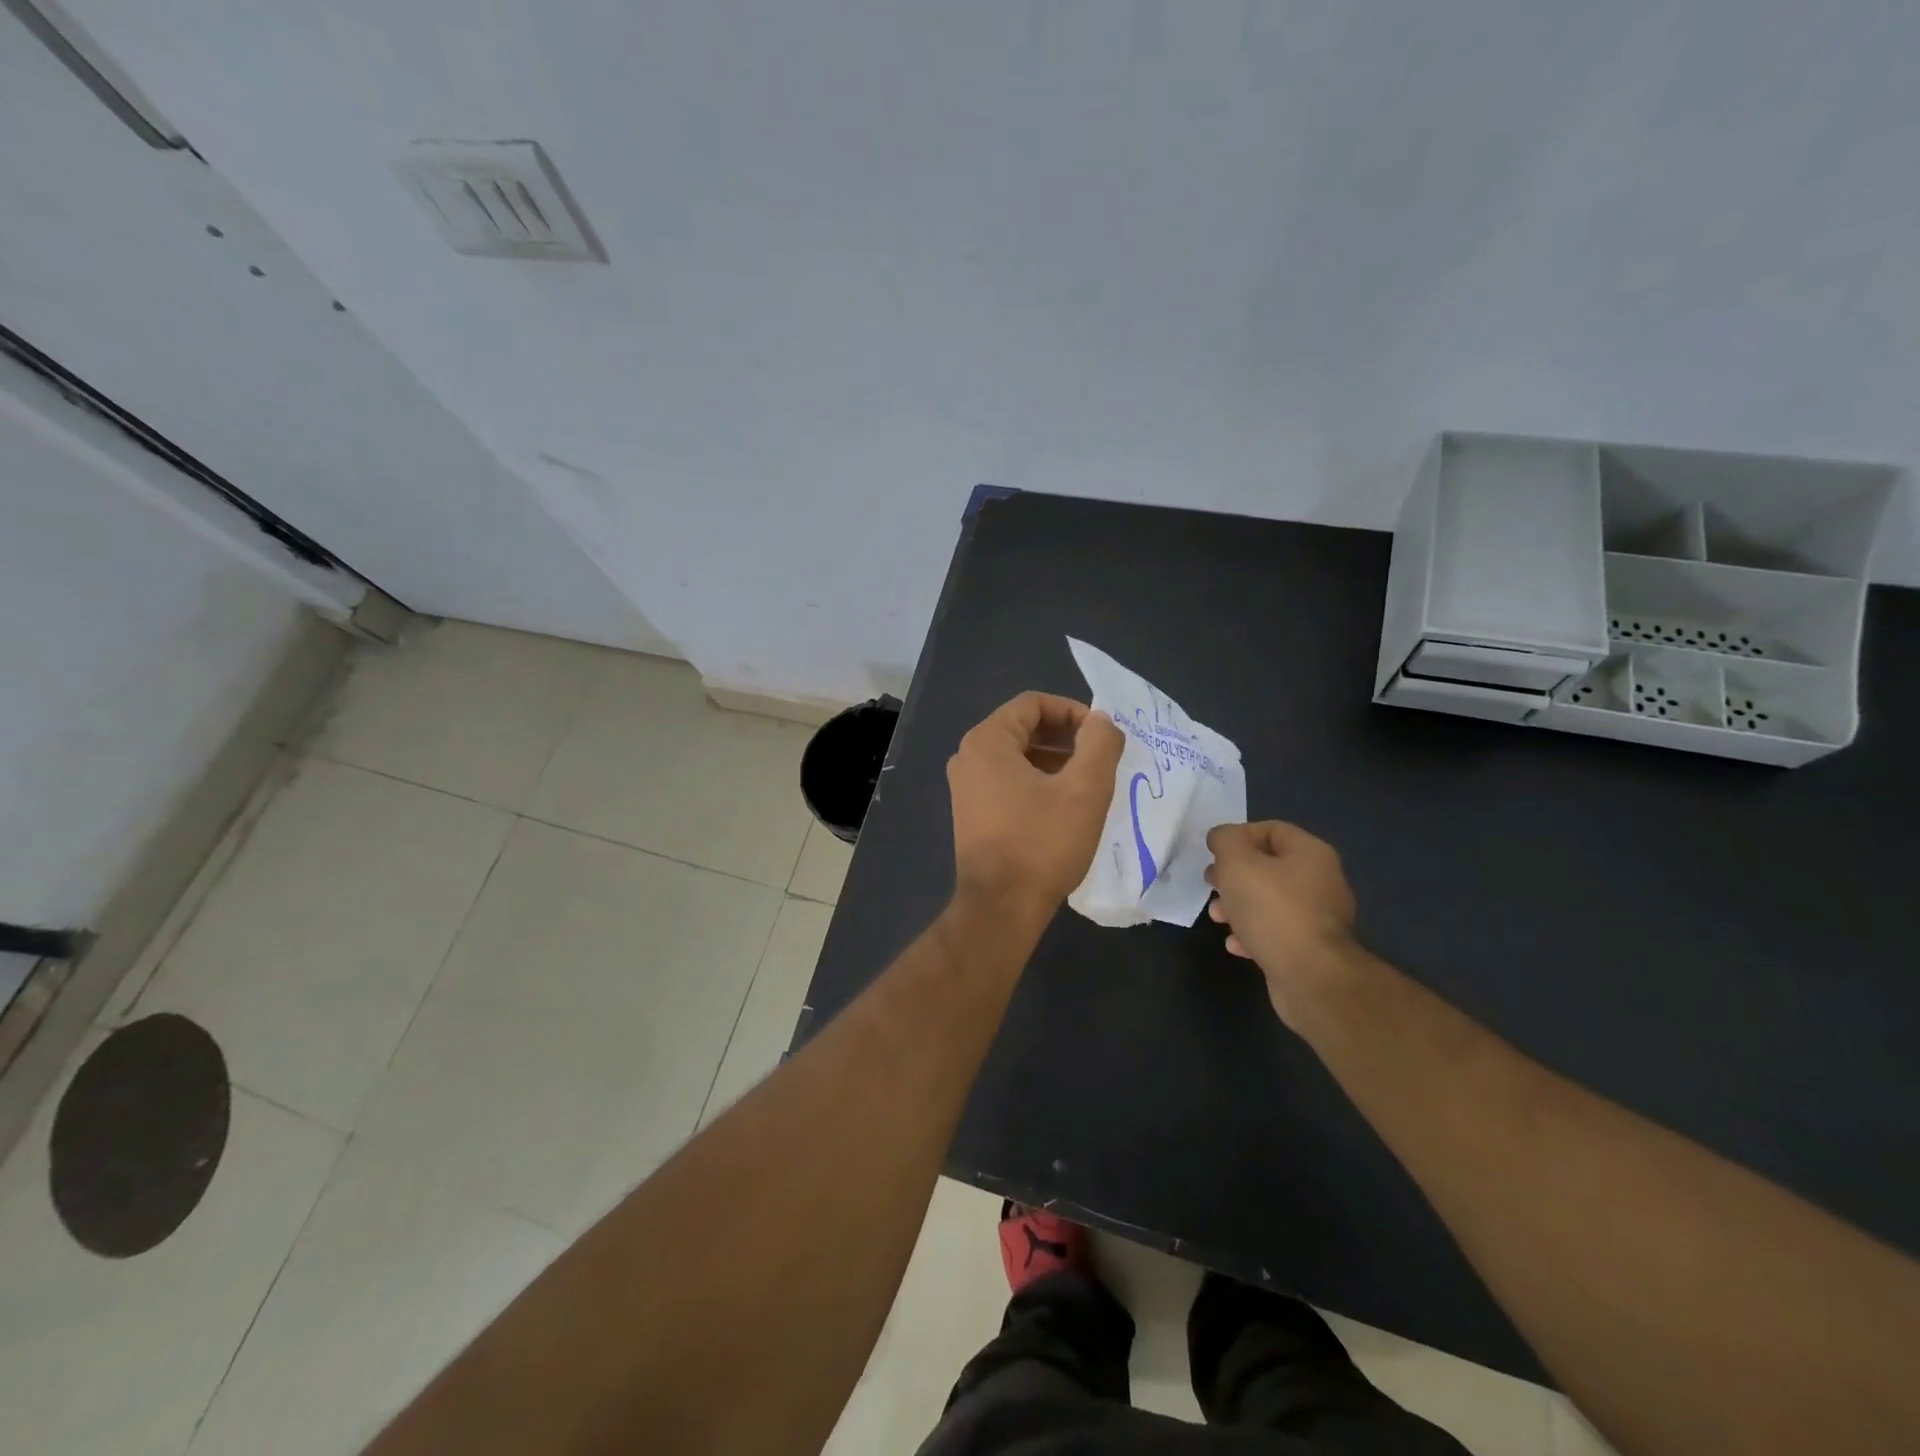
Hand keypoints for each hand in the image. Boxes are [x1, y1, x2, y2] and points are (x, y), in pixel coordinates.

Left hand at [947, 692, 1123, 914]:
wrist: (1001, 907)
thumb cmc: (1042, 843)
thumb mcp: (1085, 789)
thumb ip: (1100, 744)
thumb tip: (1102, 722)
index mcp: (987, 741)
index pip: (1032, 704)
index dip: (1072, 711)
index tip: (1101, 735)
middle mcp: (969, 757)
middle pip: (1023, 728)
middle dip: (1065, 737)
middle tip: (1100, 757)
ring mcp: (966, 787)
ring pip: (1017, 757)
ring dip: (1054, 761)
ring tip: (1088, 782)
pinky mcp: (971, 813)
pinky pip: (1008, 781)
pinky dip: (1037, 782)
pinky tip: (1064, 806)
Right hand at [1205, 821, 1358, 1026]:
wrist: (1312, 978)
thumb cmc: (1273, 910)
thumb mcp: (1237, 863)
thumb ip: (1225, 840)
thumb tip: (1222, 837)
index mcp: (1310, 853)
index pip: (1271, 829)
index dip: (1238, 836)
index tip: (1214, 854)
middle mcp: (1320, 881)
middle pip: (1268, 866)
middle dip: (1233, 874)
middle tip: (1211, 884)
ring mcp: (1318, 918)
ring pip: (1269, 901)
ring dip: (1238, 906)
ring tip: (1217, 917)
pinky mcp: (1311, 949)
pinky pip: (1276, 931)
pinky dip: (1252, 933)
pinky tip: (1235, 944)